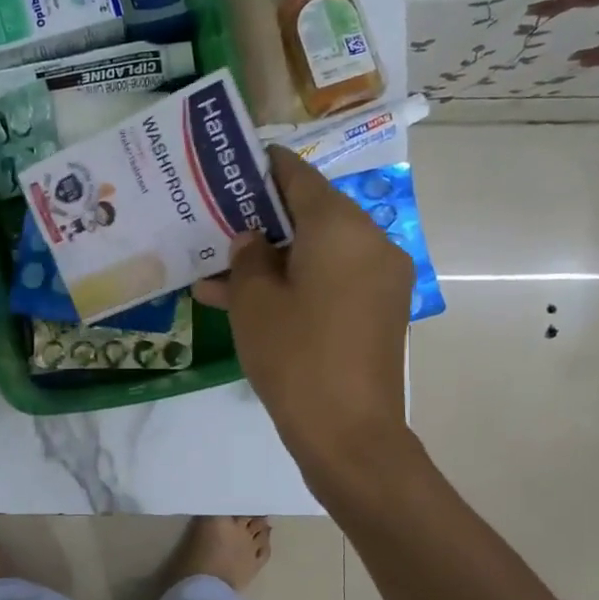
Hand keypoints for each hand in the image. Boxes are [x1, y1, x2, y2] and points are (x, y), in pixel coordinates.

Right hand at [195, 146, 415, 485]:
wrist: (348, 433)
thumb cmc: (294, 357)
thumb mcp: (253, 302)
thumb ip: (247, 257)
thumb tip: (252, 239)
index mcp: (340, 228)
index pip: (299, 177)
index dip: (264, 168)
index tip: (233, 165)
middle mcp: (370, 242)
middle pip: (312, 214)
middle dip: (263, 220)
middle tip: (219, 223)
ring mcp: (380, 278)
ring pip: (319, 251)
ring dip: (274, 259)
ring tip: (218, 274)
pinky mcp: (379, 310)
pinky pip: (333, 279)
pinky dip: (297, 282)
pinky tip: (250, 301)